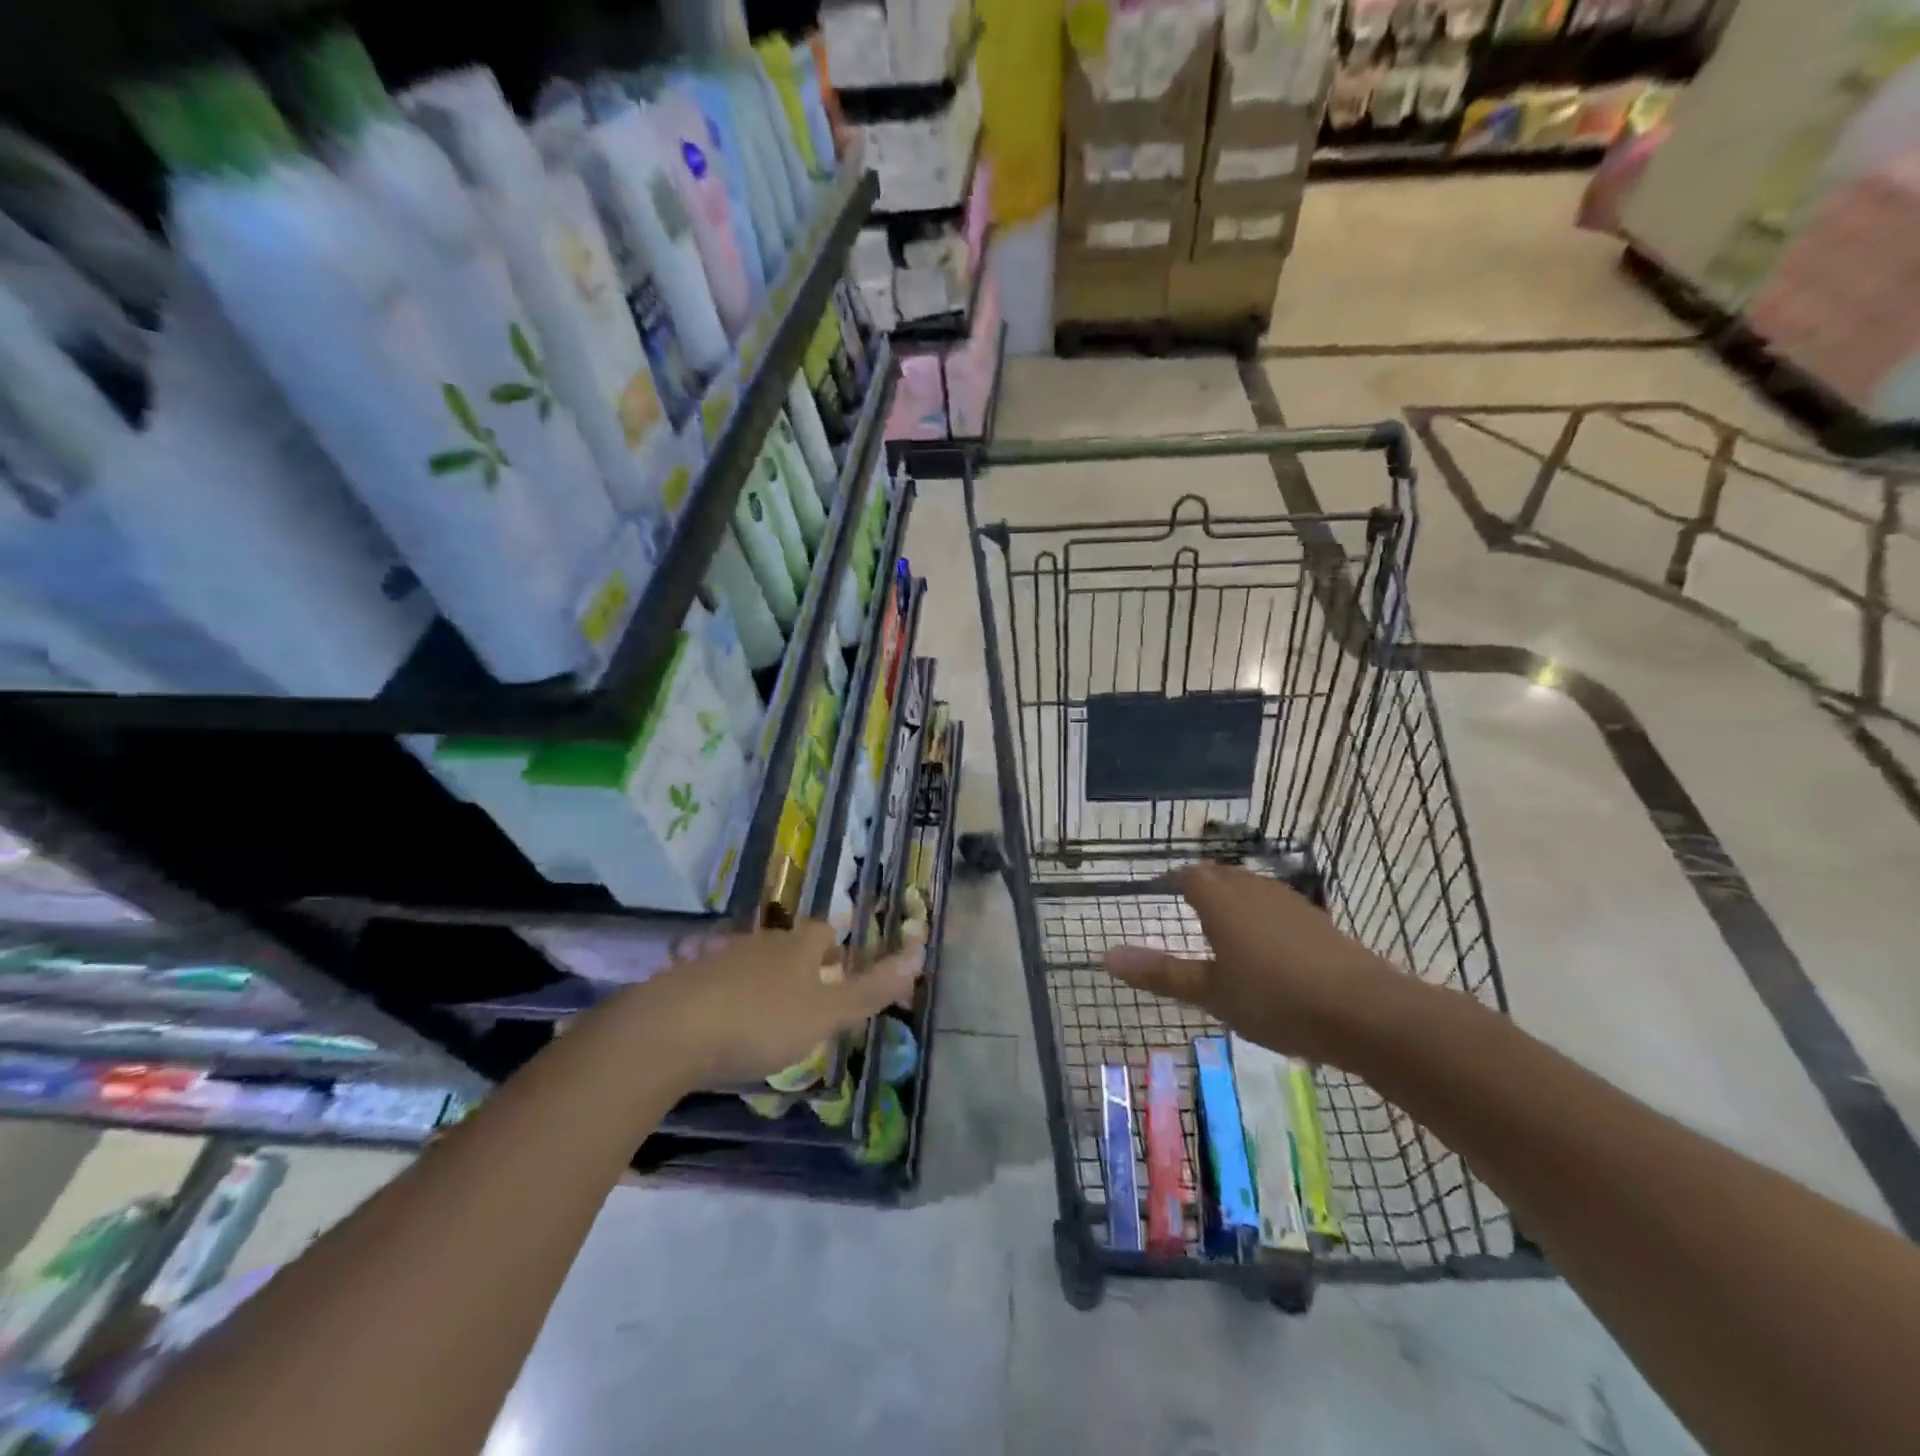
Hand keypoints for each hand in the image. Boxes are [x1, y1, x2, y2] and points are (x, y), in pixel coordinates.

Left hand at [616, 921, 923, 1089]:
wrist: (669, 1031)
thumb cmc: (759, 1022)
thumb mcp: (825, 1014)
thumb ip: (870, 989)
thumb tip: (919, 953)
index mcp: (797, 947)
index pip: (824, 932)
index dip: (835, 948)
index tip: (839, 970)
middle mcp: (760, 942)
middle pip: (787, 944)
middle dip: (799, 964)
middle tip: (806, 996)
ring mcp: (719, 956)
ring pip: (750, 959)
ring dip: (761, 978)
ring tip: (766, 1012)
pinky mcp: (683, 978)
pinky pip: (713, 979)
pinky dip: (724, 994)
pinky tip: (719, 1021)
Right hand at [1102, 861, 1397, 1063]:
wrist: (1364, 1011)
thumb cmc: (1273, 998)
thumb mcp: (1209, 992)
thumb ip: (1159, 972)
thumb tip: (1105, 956)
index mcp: (1220, 898)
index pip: (1187, 874)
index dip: (1172, 881)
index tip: (1160, 893)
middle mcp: (1252, 888)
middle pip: (1220, 875)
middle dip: (1201, 886)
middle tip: (1185, 909)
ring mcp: (1289, 902)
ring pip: (1250, 889)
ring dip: (1233, 901)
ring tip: (1222, 929)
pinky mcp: (1317, 921)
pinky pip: (1275, 907)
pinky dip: (1261, 918)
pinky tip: (1267, 949)